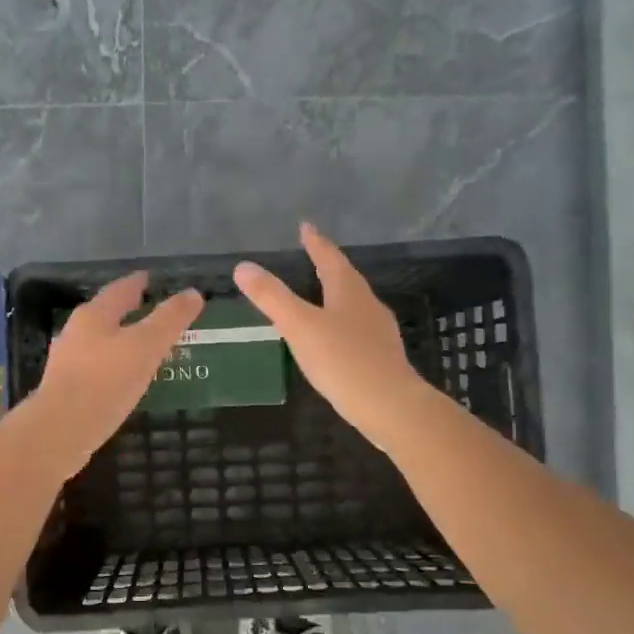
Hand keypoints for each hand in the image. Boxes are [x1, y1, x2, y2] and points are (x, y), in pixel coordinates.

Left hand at [27, 272, 204, 476]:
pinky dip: (113, 367)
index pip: (120, 289)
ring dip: (121, 341)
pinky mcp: (66, 390)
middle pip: (106, 315)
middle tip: (152, 313)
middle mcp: (76, 332)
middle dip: (129, 312)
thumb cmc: (106, 381)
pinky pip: (96, 369)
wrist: (60, 431)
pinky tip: (124, 380)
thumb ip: (170, 319)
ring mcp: (68, 362)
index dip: (138, 283)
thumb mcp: (146, 346)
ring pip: (100, 342)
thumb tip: (193, 293)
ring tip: (144, 348)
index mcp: (94, 315)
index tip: (150, 279)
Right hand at [234, 223, 436, 448]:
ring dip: (337, 295)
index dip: (316, 243)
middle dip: (328, 266)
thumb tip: (243, 266)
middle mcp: (367, 305)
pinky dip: (343, 324)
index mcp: (349, 292)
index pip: (329, 258)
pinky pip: (358, 330)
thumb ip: (272, 297)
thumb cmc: (343, 361)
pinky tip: (335, 340)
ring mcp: (379, 332)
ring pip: (354, 305)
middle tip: (313, 256)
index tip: (306, 227)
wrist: (390, 406)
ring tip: (321, 295)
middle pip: (346, 279)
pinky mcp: (382, 357)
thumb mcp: (300, 326)